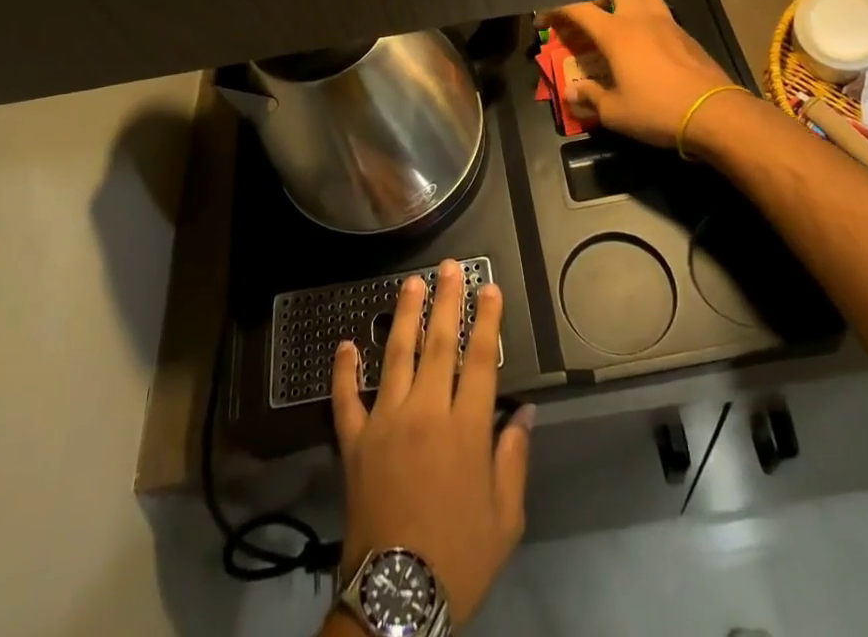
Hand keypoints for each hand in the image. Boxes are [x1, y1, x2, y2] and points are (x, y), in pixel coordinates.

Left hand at [331, 260, 530, 627]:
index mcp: (465, 429)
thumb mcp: (505, 518)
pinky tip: (345, 344)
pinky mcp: (354, 441)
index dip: (487, 320)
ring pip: (395, 355)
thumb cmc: (459, 556)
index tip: (489, 289)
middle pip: (439, 343)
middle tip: (450, 268)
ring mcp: (385, 421)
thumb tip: (523, 411)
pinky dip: (343, 370)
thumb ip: (514, 458)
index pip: (480, 360)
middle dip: (447, 301)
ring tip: (411, 283)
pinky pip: (346, 398)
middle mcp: (425, 412)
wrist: (397, 599)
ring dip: (404, 315)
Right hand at [536, 0, 739, 150]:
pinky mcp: (686, 34)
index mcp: (616, 33)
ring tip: (617, 20)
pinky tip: (646, 40)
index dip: (555, 9)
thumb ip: (590, 98)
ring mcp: (666, 23)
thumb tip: (571, 92)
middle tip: (586, 17)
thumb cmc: (658, 111)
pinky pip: (659, 12)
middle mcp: (639, 18)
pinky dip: (645, 16)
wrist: (715, 113)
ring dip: (623, 0)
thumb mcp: (615, 112)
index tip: (543, 21)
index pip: (578, 7)